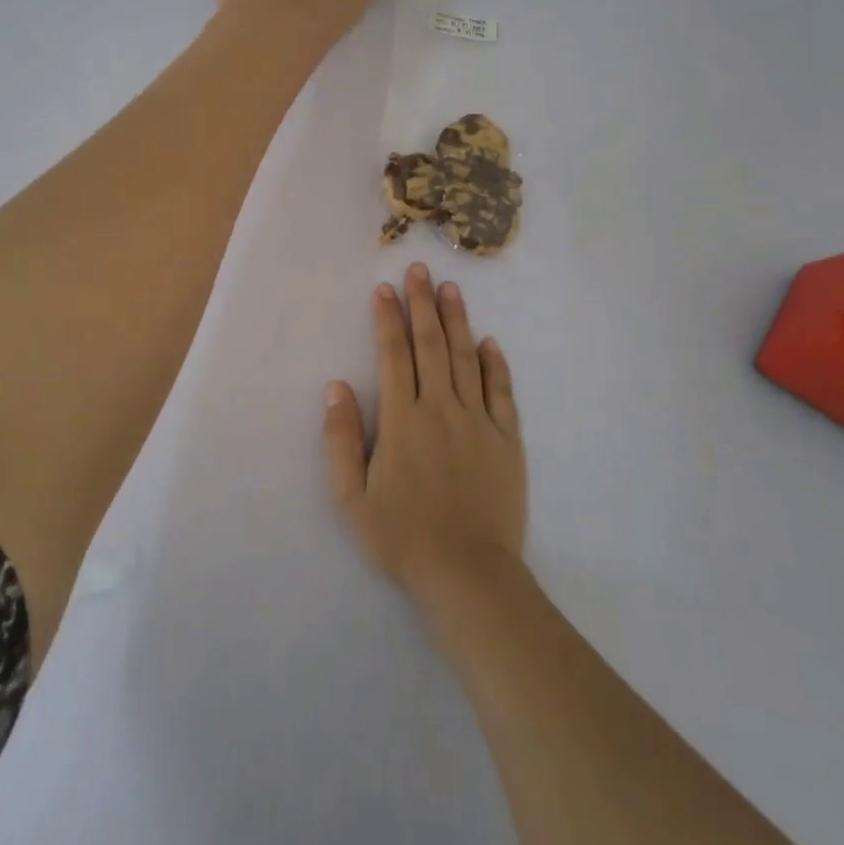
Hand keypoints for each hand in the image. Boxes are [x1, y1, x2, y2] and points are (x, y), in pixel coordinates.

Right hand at [324, 263, 526, 605]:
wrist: (468, 574)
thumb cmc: (402, 538)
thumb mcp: (352, 497)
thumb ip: (342, 439)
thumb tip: (337, 387)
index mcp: (403, 420)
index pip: (394, 356)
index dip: (388, 319)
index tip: (385, 289)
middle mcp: (441, 409)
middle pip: (431, 345)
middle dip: (423, 304)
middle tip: (420, 269)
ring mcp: (479, 422)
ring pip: (466, 359)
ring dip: (457, 321)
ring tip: (451, 289)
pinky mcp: (507, 440)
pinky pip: (502, 392)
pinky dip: (495, 364)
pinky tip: (489, 342)